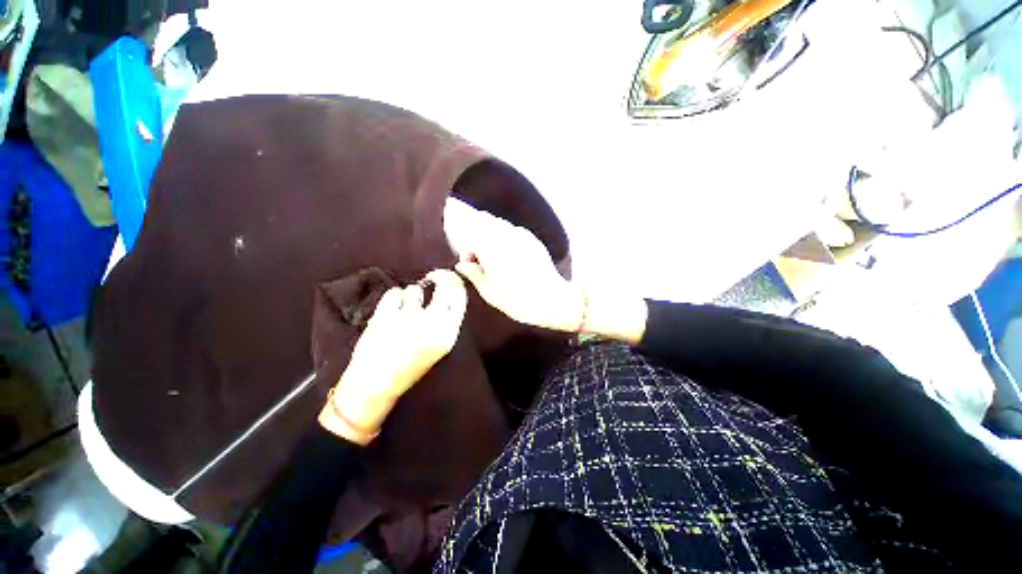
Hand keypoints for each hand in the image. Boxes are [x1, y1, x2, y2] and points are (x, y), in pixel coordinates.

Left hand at [319, 270, 467, 443]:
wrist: (376, 384)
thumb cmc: (410, 365)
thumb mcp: (439, 346)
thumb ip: (447, 320)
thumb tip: (447, 289)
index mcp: (448, 333)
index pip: (460, 295)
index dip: (454, 280)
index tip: (447, 277)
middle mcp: (432, 324)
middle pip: (444, 285)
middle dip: (438, 277)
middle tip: (430, 278)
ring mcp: (409, 319)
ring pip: (415, 289)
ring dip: (410, 294)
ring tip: (403, 309)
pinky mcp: (386, 316)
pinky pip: (394, 292)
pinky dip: (393, 298)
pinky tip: (390, 311)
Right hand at [451, 209, 582, 332]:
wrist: (551, 300)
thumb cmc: (515, 298)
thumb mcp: (488, 290)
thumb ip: (472, 273)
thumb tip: (462, 265)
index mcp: (490, 244)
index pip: (469, 232)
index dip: (466, 248)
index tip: (469, 264)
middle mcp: (506, 233)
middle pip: (483, 221)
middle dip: (476, 236)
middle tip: (479, 258)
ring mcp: (522, 235)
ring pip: (499, 225)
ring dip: (491, 236)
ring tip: (495, 258)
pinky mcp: (534, 241)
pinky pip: (514, 232)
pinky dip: (506, 239)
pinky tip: (511, 258)